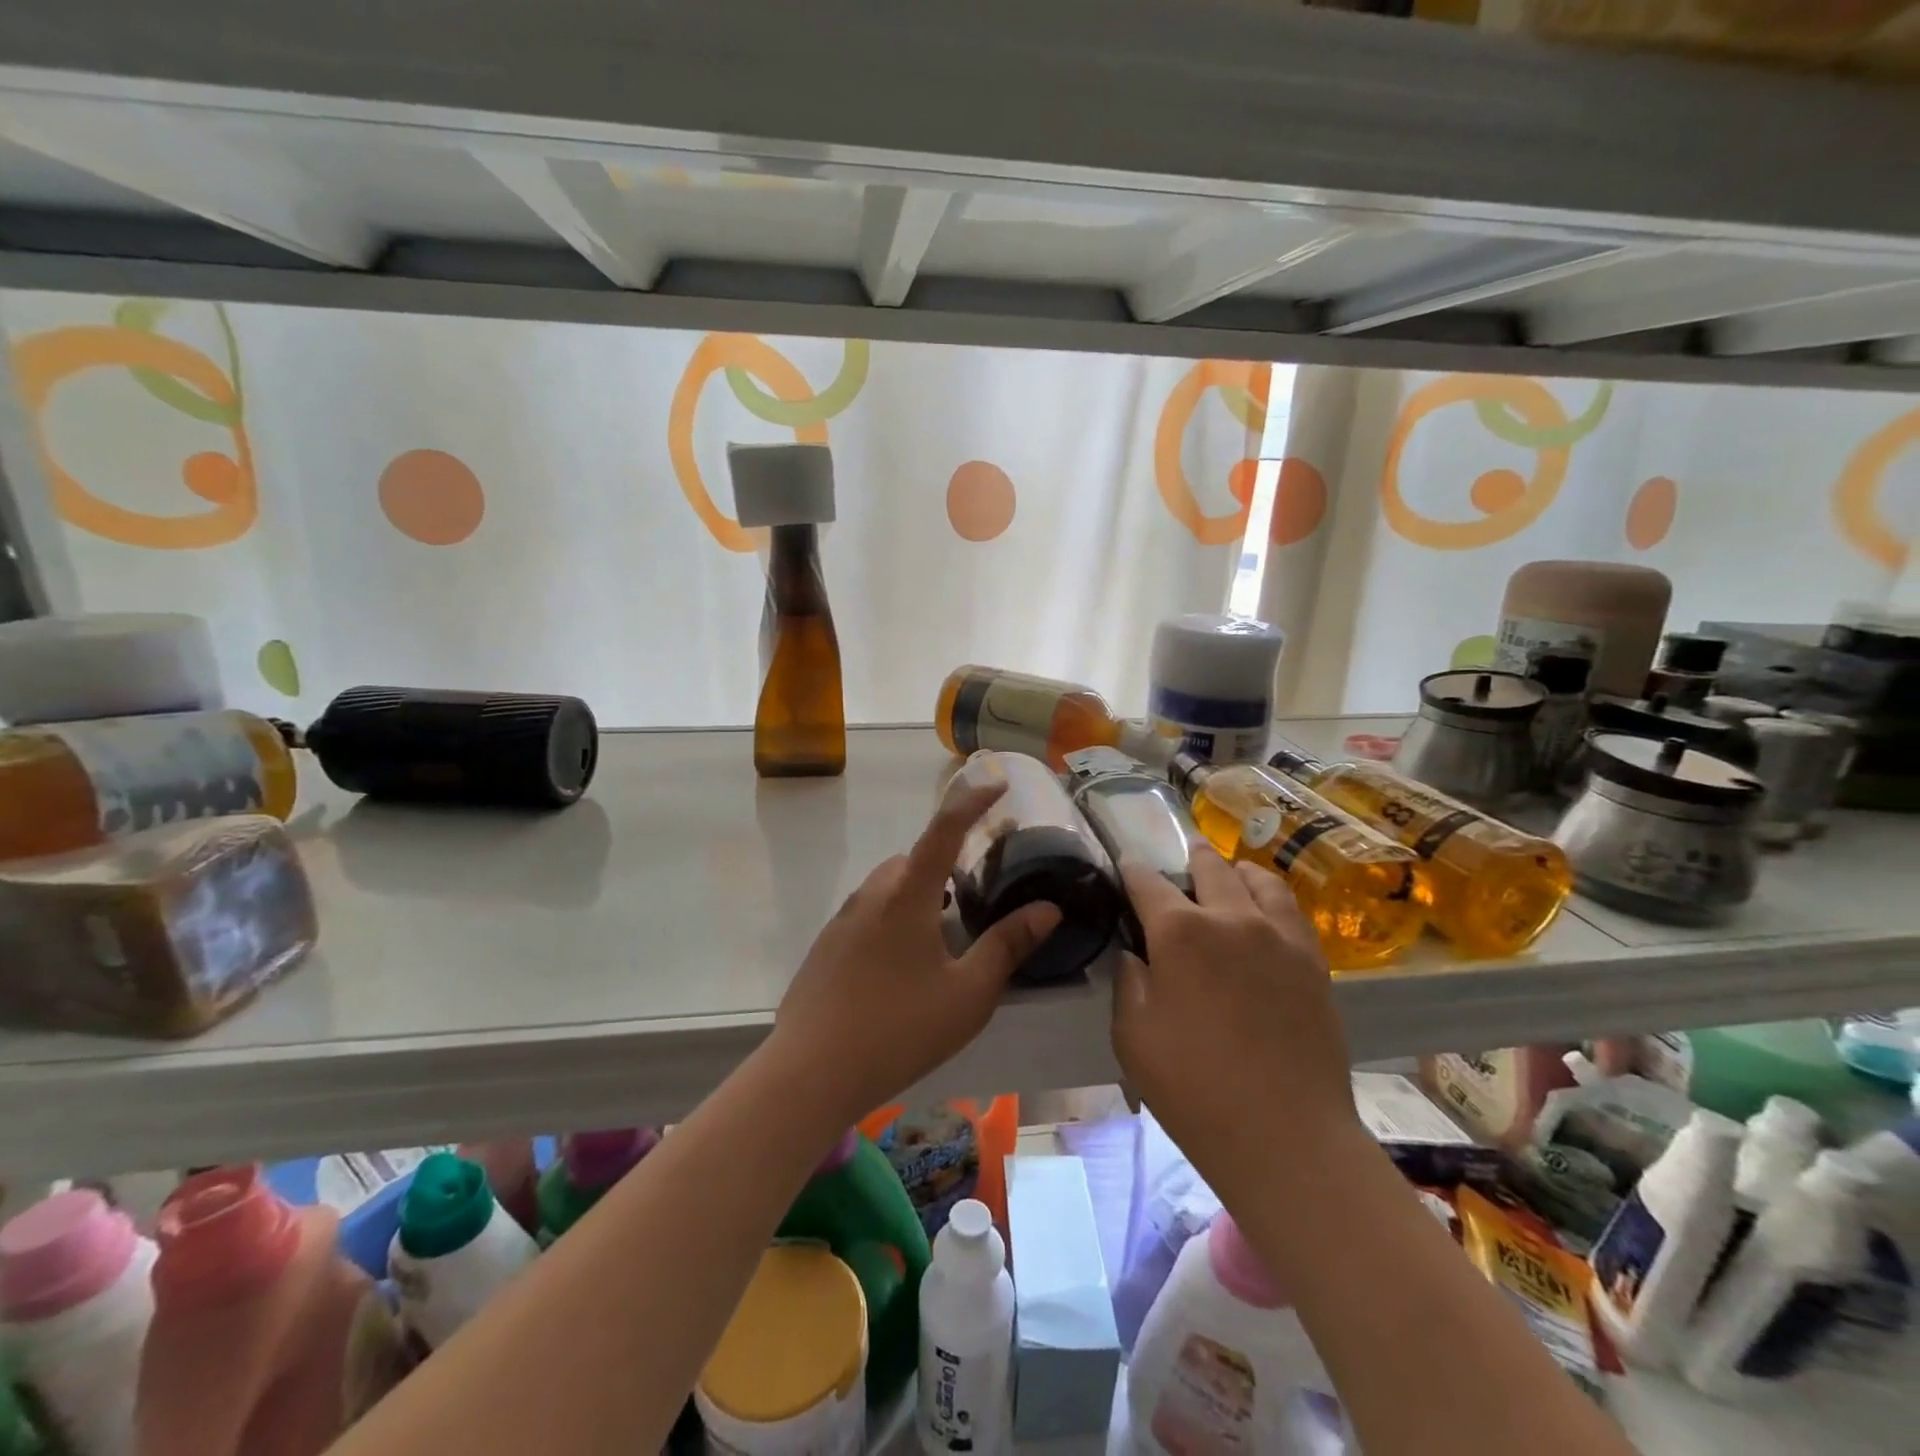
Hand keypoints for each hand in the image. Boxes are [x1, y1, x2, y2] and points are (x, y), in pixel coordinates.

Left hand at [771, 782, 1060, 1126]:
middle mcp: (872, 895)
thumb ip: (1008, 945)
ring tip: (942, 934)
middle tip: (974, 891)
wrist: (810, 1072)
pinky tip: (902, 967)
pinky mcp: (826, 947)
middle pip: (914, 859)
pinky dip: (894, 917)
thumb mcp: (968, 993)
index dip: (973, 800)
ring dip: (918, 892)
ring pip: (889, 887)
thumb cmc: (899, 1029)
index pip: (945, 828)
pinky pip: (868, 914)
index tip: (997, 782)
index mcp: (907, 894)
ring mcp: (842, 921)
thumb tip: (1047, 908)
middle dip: (946, 861)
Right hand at [1112, 849, 1357, 1175]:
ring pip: (1257, 879)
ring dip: (1235, 871)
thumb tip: (1135, 953)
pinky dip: (1270, 896)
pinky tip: (1264, 910)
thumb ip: (1129, 982)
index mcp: (1179, 932)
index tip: (1124, 864)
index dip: (1131, 870)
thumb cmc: (1193, 1087)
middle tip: (1182, 860)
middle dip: (1190, 857)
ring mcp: (1278, 936)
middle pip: (1209, 868)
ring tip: (1228, 874)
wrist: (1285, 1136)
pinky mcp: (1312, 960)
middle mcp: (1231, 918)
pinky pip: (1290, 909)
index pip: (1147, 882)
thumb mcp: (1132, 1036)